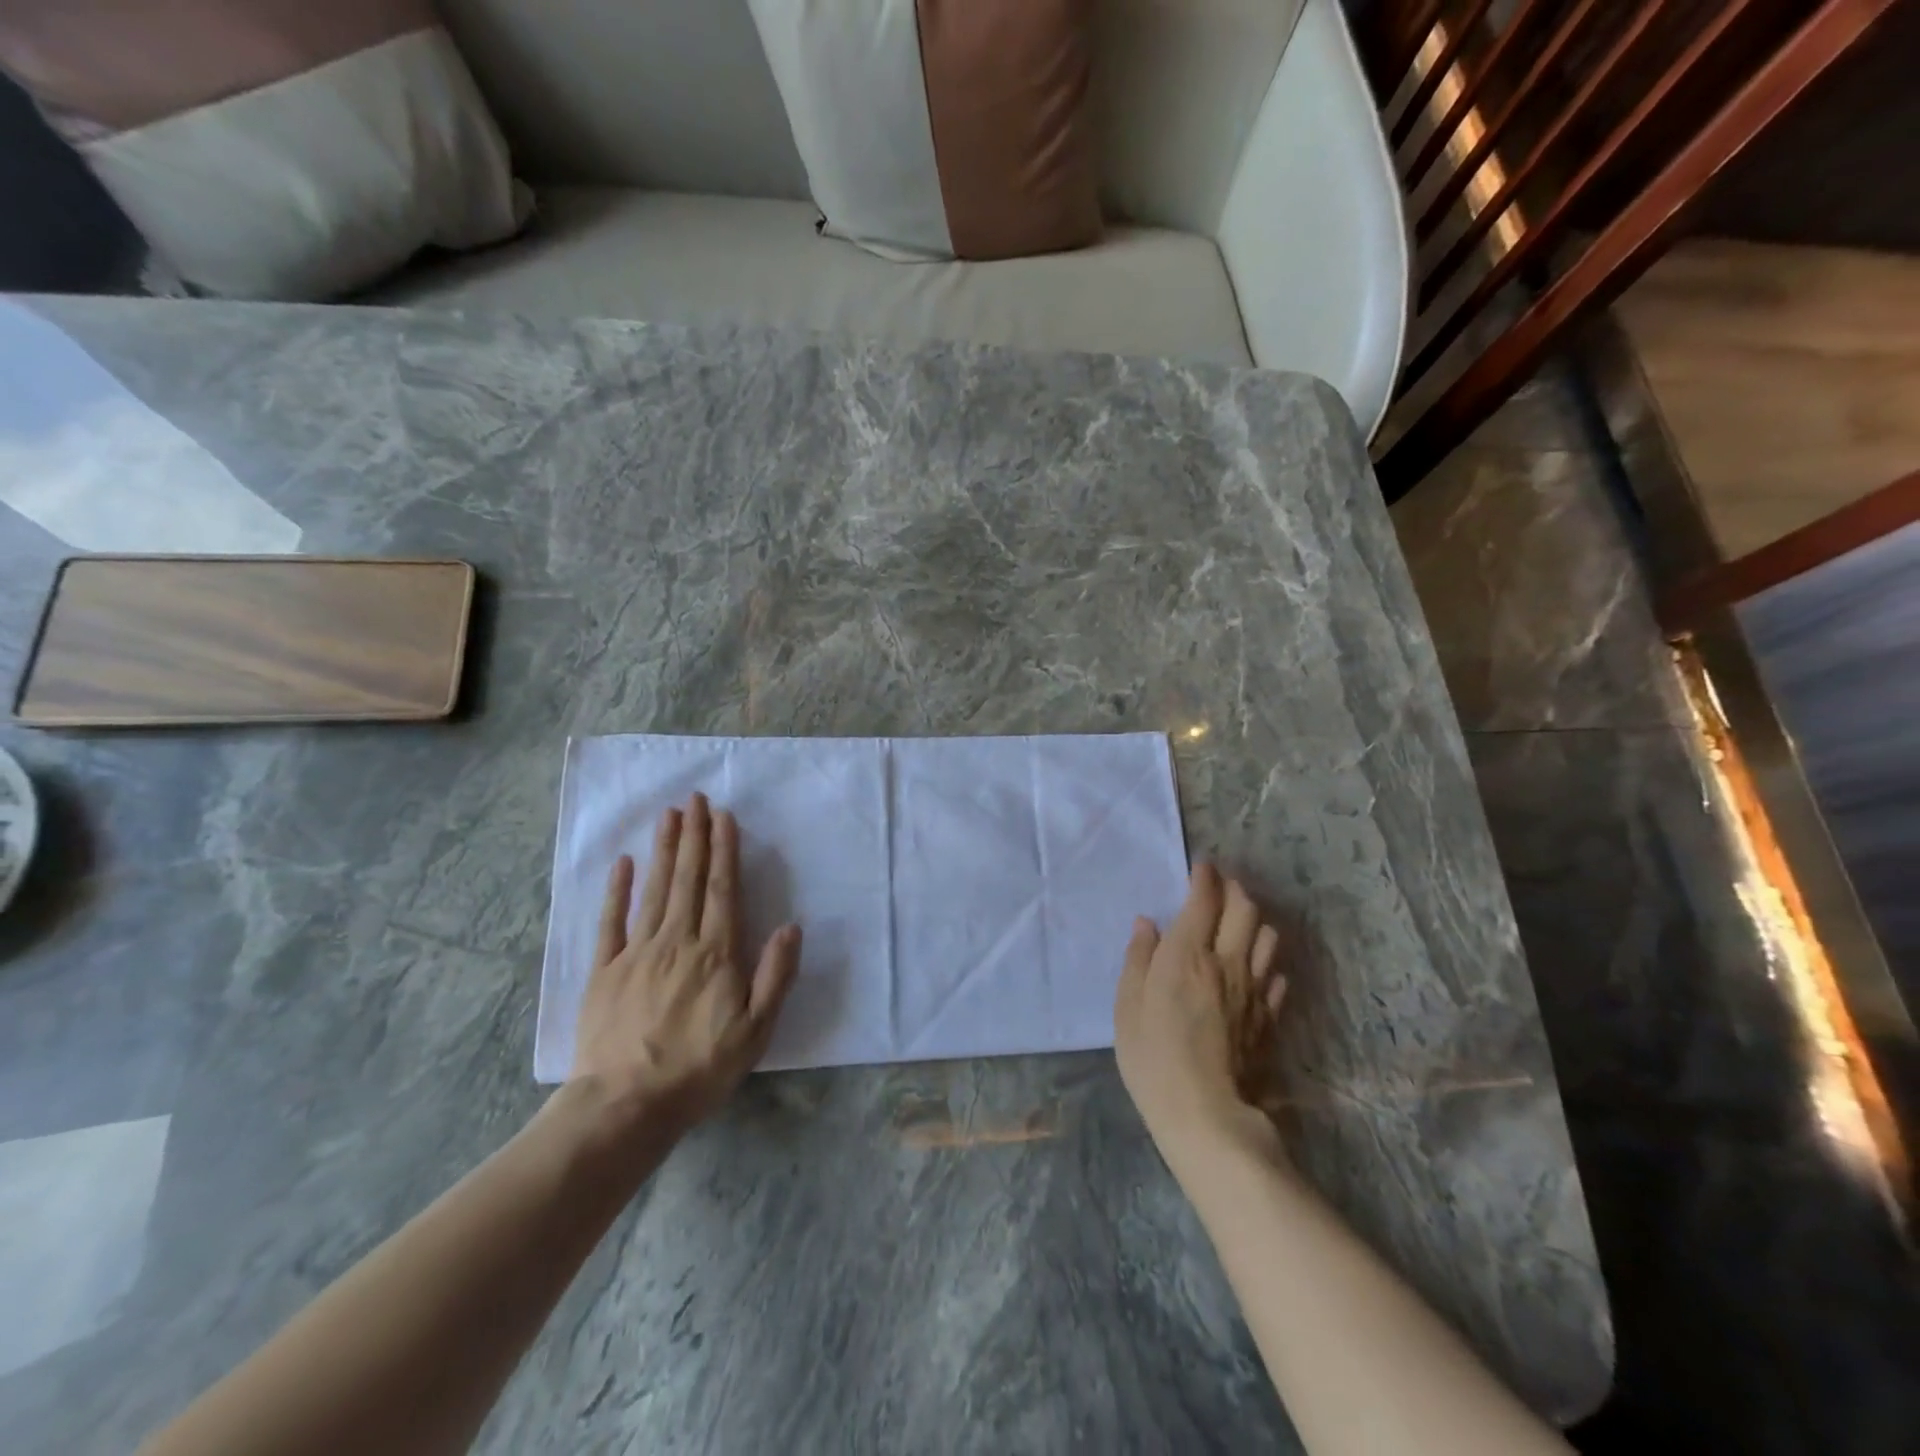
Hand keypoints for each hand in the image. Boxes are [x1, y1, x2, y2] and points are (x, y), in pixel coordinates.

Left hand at [572, 794, 801, 1128]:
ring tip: (669, 815)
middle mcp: (677, 941)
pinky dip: (617, 891)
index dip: (724, 850)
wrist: (625, 1106)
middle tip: (695, 799)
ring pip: (654, 890)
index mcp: (716, 953)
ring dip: (664, 850)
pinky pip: (611, 922)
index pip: (722, 889)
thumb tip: (791, 927)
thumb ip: (775, 976)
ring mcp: (636, 953)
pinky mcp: (604, 971)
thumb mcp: (756, 1031)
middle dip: (694, 836)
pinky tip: (624, 863)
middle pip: (688, 879)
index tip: (723, 817)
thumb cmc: (699, 1069)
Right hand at [1114, 863, 1286, 1149]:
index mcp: (1187, 953)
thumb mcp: (1128, 1005)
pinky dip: (1267, 961)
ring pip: (1267, 937)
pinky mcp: (1269, 1017)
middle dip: (1234, 889)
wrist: (1204, 1112)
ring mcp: (1254, 989)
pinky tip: (1256, 968)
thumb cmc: (1152, 1056)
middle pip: (1244, 909)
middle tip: (1221, 886)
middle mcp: (1227, 961)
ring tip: (1240, 921)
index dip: (1204, 877)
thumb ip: (1139, 958)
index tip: (1200, 866)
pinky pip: (1276, 975)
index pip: (1204, 900)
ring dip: (1255, 920)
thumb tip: (1149, 923)